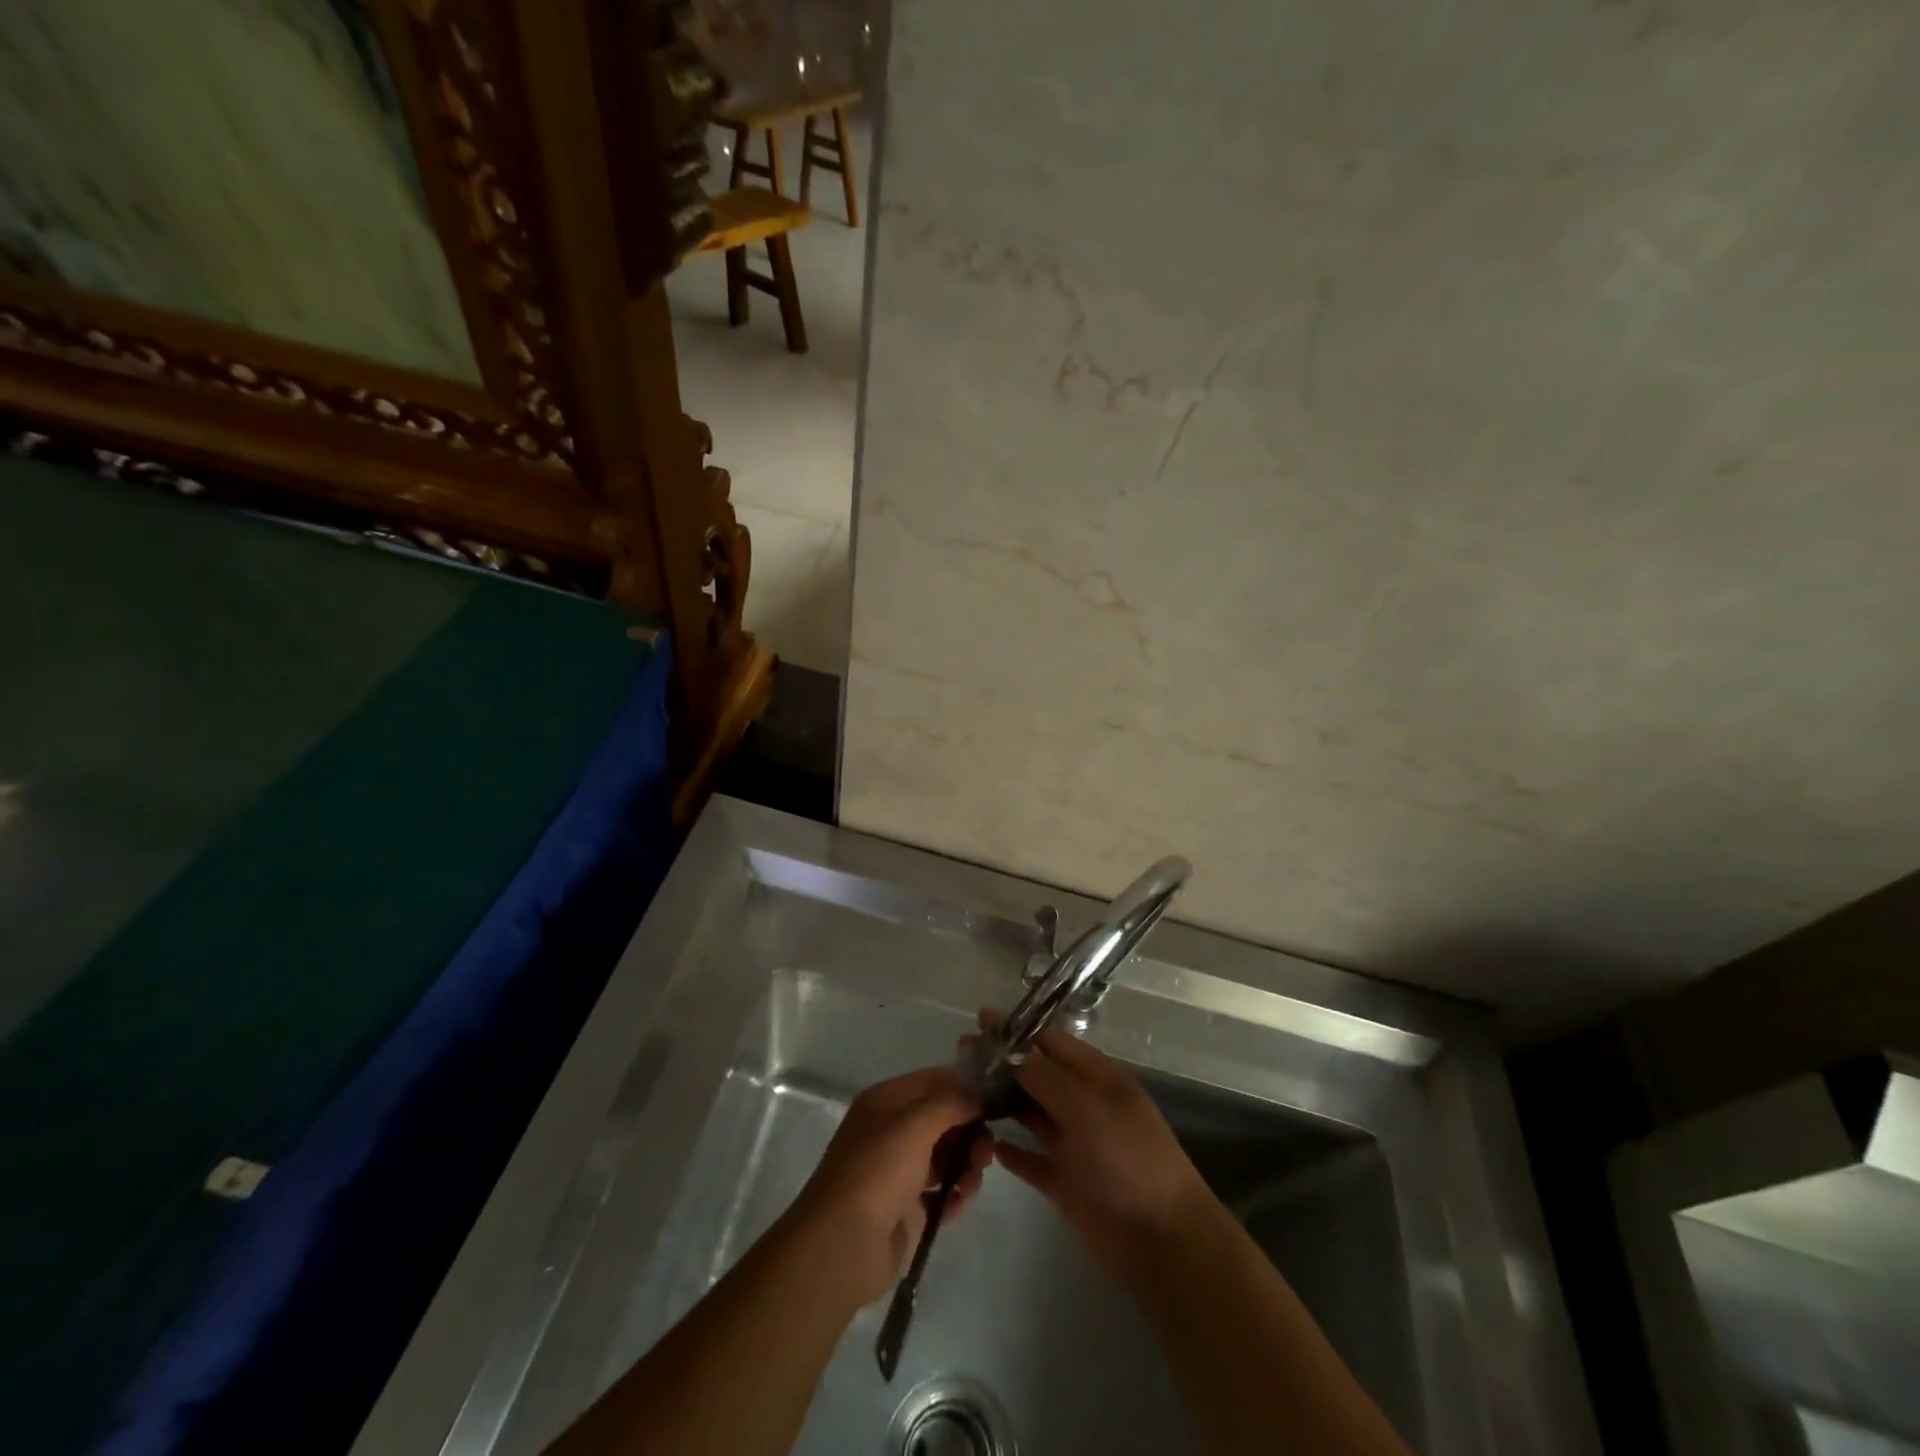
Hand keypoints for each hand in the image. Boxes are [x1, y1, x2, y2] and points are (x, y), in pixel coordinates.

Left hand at [784, 1067, 993, 1308]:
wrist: (845, 1245)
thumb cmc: (878, 1170)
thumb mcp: (915, 1123)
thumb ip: (951, 1102)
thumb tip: (978, 1096)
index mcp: (887, 1101)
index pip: (934, 1080)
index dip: (964, 1087)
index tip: (994, 1102)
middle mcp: (893, 1130)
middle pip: (944, 1119)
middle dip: (970, 1131)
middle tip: (986, 1152)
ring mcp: (900, 1170)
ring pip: (947, 1155)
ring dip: (967, 1164)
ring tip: (972, 1181)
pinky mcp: (908, 1208)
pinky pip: (942, 1192)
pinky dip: (955, 1194)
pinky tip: (959, 1202)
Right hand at [980, 1013, 1218, 1285]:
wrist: (1161, 1242)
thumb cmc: (1127, 1160)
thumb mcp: (1087, 1108)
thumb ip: (1046, 1076)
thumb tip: (1009, 1048)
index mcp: (1097, 1077)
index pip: (1052, 1041)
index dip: (1017, 1031)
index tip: (980, 1021)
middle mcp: (1084, 1104)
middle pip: (1037, 1074)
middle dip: (1003, 1063)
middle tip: (961, 1055)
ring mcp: (1075, 1144)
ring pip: (1032, 1114)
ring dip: (1002, 1102)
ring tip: (963, 1093)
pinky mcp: (1066, 1183)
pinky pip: (1033, 1160)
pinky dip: (1012, 1152)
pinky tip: (987, 1145)